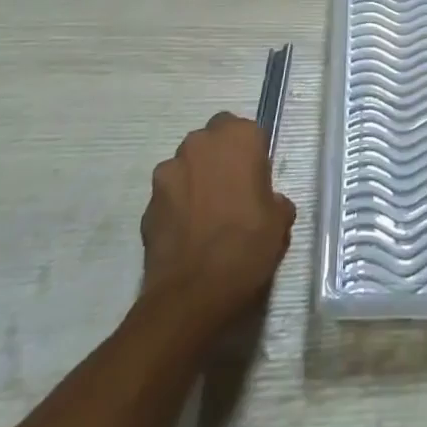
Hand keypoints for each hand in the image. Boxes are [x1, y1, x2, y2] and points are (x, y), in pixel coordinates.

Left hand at [140, 112, 294, 329]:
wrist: (191, 296)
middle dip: (220, 160)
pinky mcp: (148, 201)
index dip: (251, 155)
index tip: (255, 182)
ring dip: (195, 180)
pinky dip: (176, 206)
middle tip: (231, 194)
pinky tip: (186, 234)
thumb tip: (269, 202)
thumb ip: (275, 199)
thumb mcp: (279, 223)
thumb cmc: (245, 247)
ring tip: (205, 217)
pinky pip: (169, 195)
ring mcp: (170, 170)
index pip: (247, 131)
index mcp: (239, 137)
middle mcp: (201, 143)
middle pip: (213, 141)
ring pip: (187, 166)